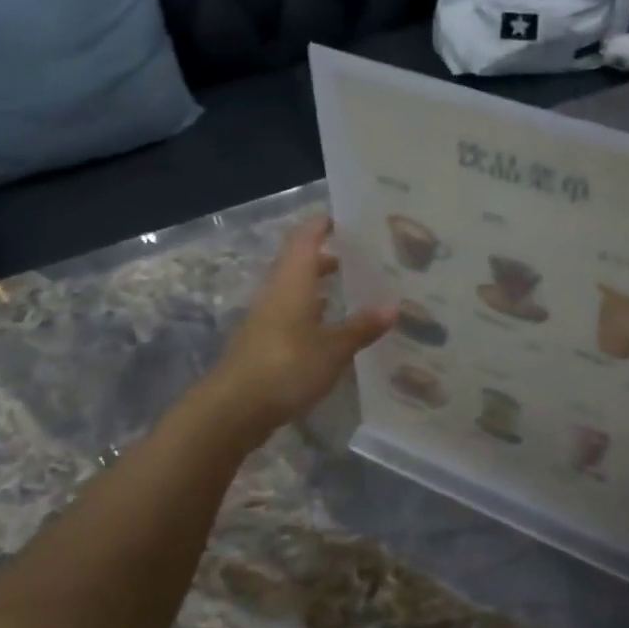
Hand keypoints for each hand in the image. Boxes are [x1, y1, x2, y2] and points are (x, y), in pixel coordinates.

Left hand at [208, 217, 395, 437]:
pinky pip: (294, 318)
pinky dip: (315, 316)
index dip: (323, 225)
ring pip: (297, 292)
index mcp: (292, 281)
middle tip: (364, 258)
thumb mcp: (333, 348)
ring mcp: (267, 320)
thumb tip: (394, 305)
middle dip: (329, 258)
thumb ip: (362, 326)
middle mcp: (277, 293)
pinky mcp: (265, 345)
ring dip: (321, 288)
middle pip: (301, 264)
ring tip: (356, 291)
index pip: (306, 238)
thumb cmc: (286, 366)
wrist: (234, 408)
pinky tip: (334, 329)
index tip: (349, 219)